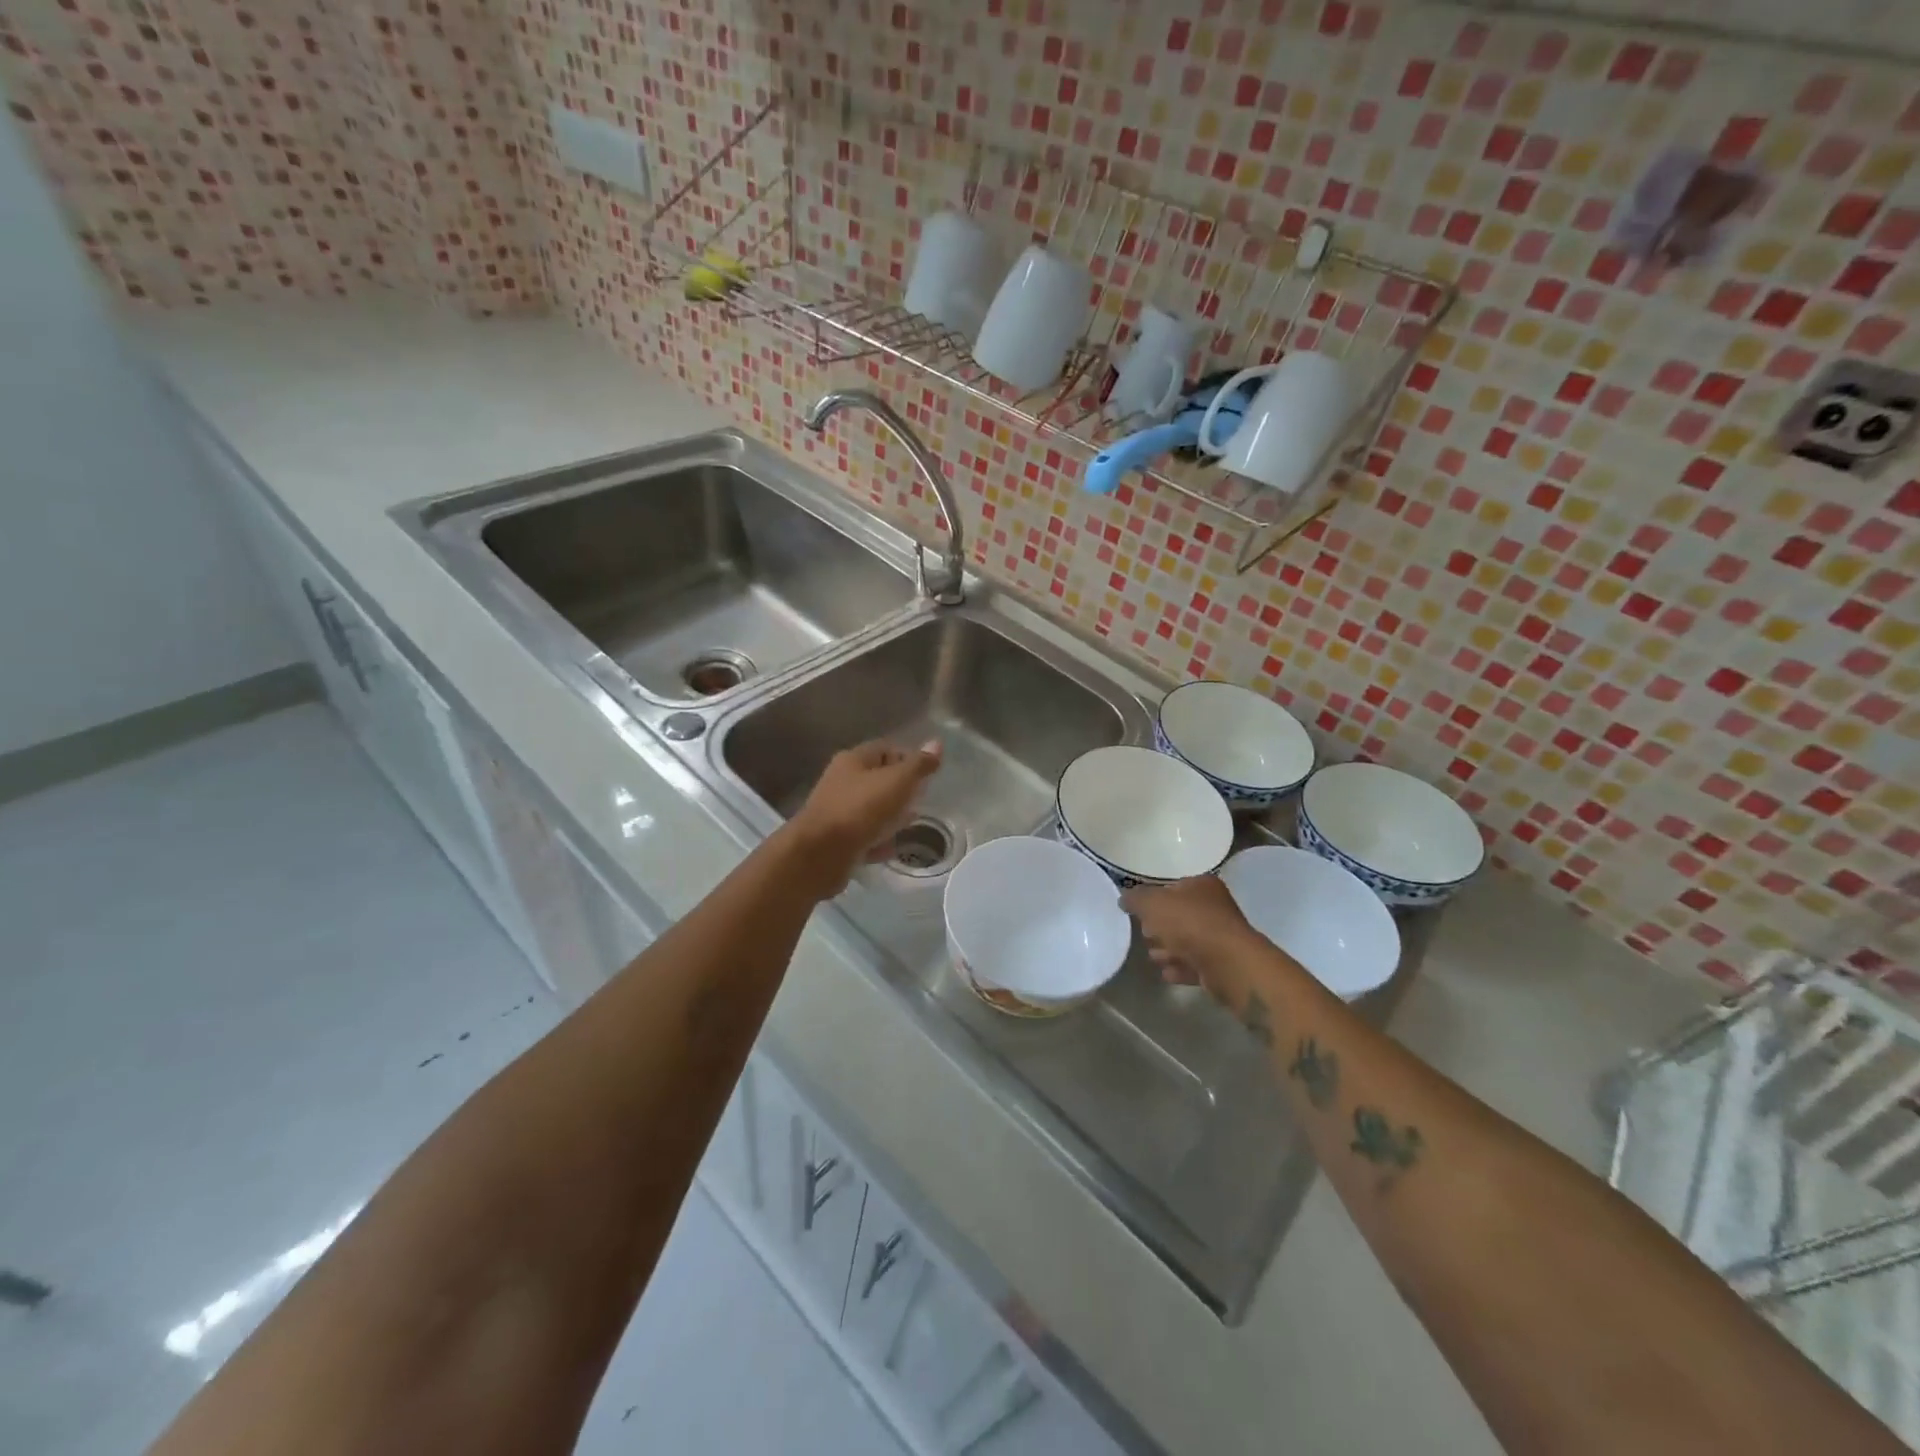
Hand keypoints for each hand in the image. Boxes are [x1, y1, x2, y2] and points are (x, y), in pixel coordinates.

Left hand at [785, 739, 942, 897]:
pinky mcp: (836, 840)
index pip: (885, 749)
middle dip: (900, 788)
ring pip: (870, 809)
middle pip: (877, 779)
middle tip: (922, 798)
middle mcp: (841, 782)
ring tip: (911, 822)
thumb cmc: (861, 809)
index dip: (908, 758)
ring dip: (890, 815)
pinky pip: (863, 836)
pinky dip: (878, 839)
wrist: (820, 854)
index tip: (928, 774)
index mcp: (853, 760)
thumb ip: (918, 765)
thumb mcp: (897, 782)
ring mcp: (837, 812)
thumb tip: (937, 743)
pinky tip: (892, 848)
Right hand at [1120, 876, 1277, 1002]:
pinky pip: (1195, 964)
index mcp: (1203, 885)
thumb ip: (1135, 898)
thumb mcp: (1152, 903)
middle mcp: (1215, 907)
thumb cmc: (1189, 923)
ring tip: (1153, 957)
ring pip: (1188, 941)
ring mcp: (1221, 937)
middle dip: (1160, 926)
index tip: (1138, 912)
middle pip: (1180, 915)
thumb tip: (1124, 898)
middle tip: (1145, 934)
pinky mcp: (1222, 964)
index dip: (1154, 898)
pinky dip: (1180, 967)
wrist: (1227, 963)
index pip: (1173, 887)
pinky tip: (1166, 974)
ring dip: (1169, 949)